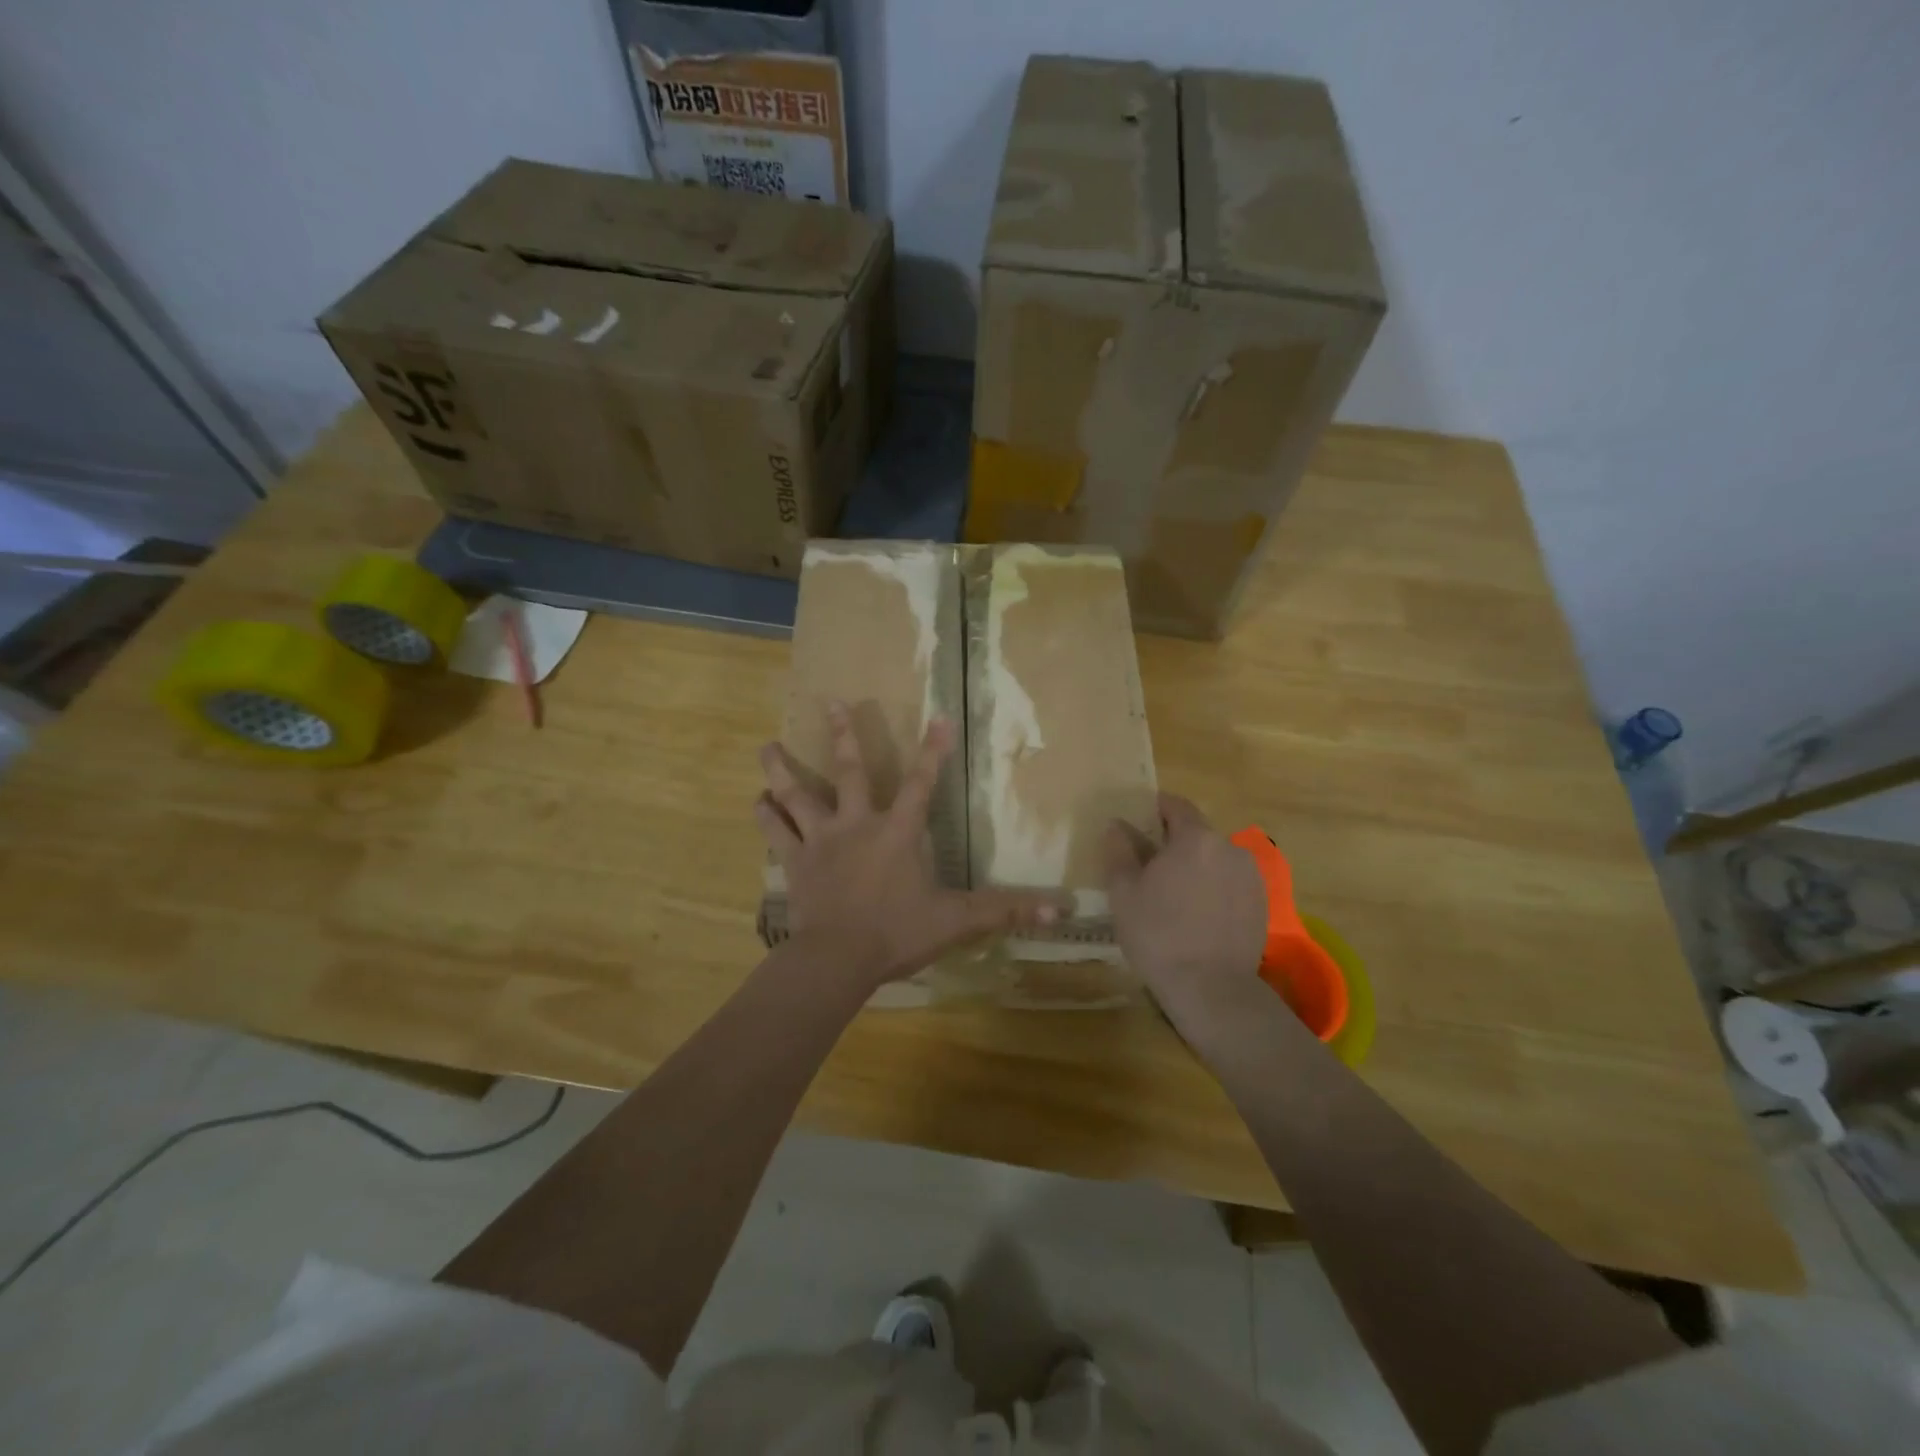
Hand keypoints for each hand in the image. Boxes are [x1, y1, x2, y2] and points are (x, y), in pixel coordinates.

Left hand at [757, 703, 1059, 991]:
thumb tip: (1061, 910)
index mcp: (897, 833)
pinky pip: (776, 833)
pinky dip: (766, 816)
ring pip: (797, 796)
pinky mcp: (795, 863)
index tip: (937, 716)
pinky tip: (756, 801)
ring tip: (766, 747)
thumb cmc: (897, 933)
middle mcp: (856, 825)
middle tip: (830, 701)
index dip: (933, 751)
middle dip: (843, 735)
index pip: (922, 784)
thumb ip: (1005, 910)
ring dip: (782, 771)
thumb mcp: (957, 921)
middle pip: (849, 772)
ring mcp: (821, 842)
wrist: (837, 959)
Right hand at [1104, 793, 1267, 1028]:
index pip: (1176, 805)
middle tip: (1148, 864)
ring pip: (1215, 859)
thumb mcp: (1123, 892)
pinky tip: (1197, 914)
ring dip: (1195, 866)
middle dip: (1174, 842)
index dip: (1156, 807)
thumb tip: (1116, 825)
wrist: (1212, 989)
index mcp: (1196, 838)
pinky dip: (1213, 888)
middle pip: (1197, 833)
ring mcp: (1251, 877)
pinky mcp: (1261, 904)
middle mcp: (1230, 848)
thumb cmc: (1159, 935)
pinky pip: (1231, 883)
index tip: (1138, 819)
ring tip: (1173, 893)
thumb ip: (1119, 851)